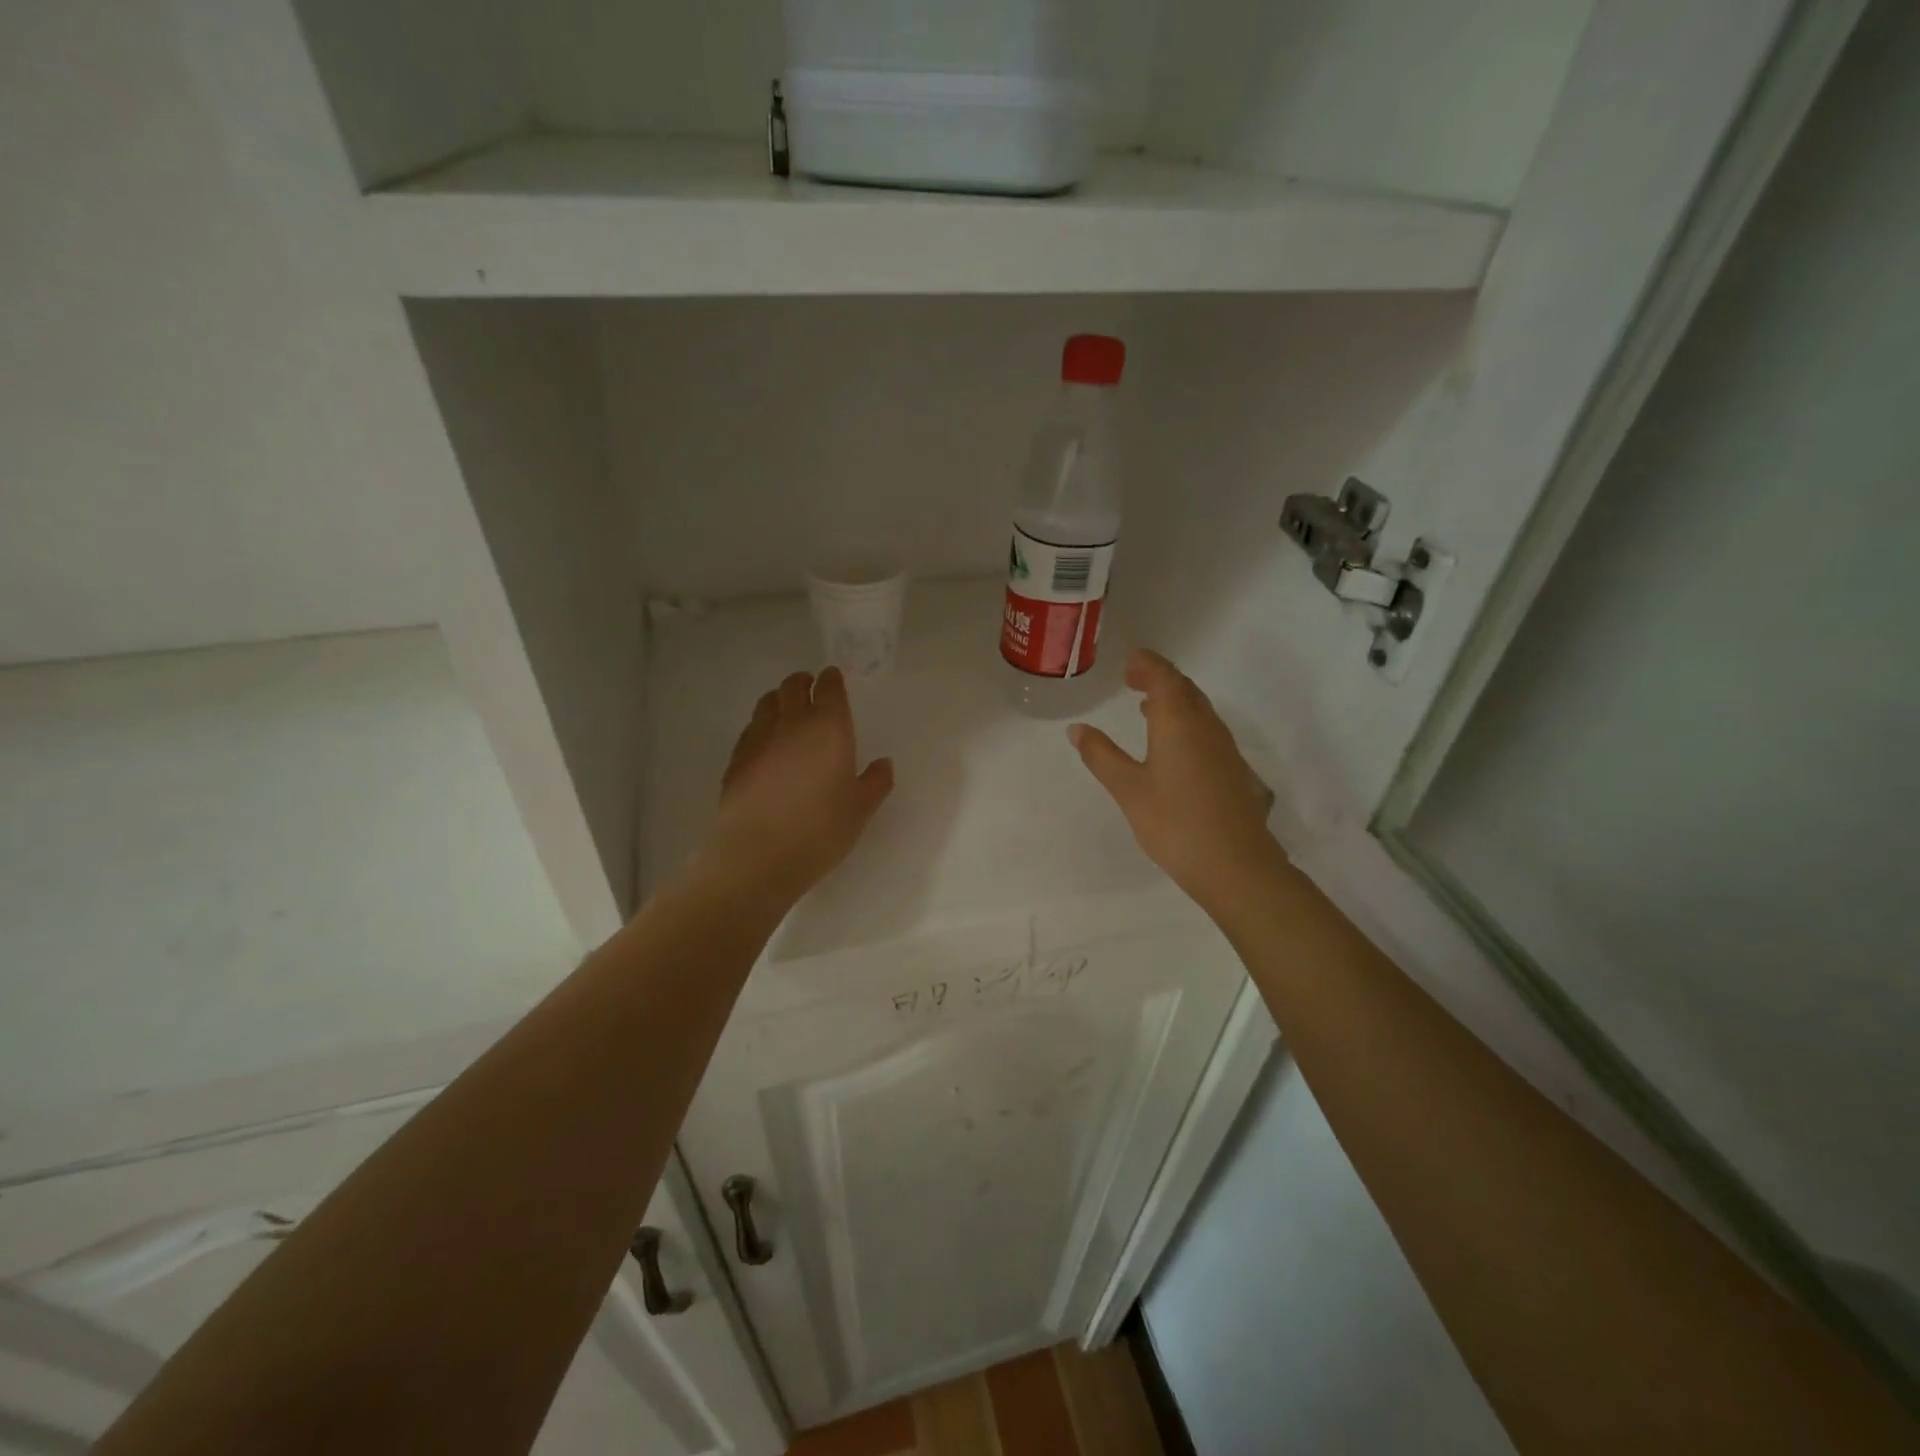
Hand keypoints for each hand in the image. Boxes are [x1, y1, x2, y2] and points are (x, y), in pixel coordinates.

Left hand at [700, 667, 893, 904]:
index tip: (834, 680)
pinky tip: (767, 746)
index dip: (832, 680)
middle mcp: (792, 722)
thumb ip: (875, 782)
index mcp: (829, 727)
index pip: (829, 687)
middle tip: (811, 690)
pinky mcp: (736, 758)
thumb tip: (883, 764)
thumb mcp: (860, 809)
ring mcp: (759, 738)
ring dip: (780, 700)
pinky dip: (762, 727)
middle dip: (804, 683)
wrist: (758, 854)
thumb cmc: (820, 829)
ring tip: (788, 712)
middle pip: (793, 686)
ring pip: (768, 702)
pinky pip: (751, 729)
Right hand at [1070, 650, 1281, 917]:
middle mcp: (1205, 726)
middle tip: (1132, 678)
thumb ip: (1102, 756)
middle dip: (1159, 677)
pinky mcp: (1231, 769)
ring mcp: (1223, 747)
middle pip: (1184, 688)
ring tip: (1147, 706)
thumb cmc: (1175, 823)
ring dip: (1174, 698)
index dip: (1147, 664)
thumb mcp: (1128, 789)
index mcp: (1178, 722)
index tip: (1129, 660)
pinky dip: (1185, 720)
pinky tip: (1172, 743)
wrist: (1236, 865)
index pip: (1164, 677)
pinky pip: (1206, 727)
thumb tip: (1077, 728)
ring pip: (1198, 708)